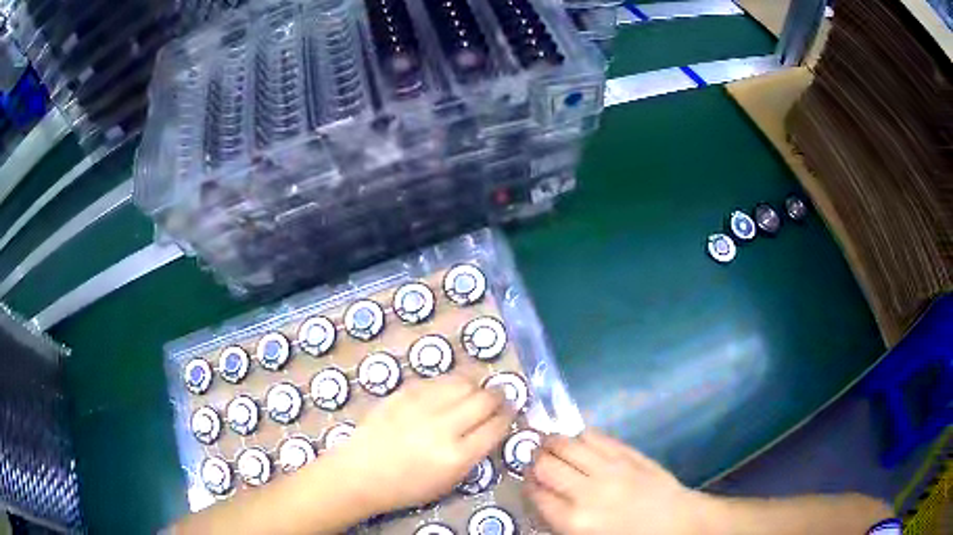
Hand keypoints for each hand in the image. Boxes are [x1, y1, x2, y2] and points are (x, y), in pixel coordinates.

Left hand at [324, 374, 514, 514]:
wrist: (361, 473)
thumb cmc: (406, 486)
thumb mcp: (449, 481)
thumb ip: (474, 453)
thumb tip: (491, 427)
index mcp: (457, 456)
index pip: (496, 426)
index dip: (508, 416)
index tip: (511, 412)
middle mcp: (443, 427)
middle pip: (485, 399)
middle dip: (498, 396)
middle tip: (499, 397)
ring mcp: (422, 406)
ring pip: (464, 382)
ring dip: (476, 385)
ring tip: (476, 390)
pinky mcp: (404, 393)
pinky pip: (438, 380)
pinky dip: (450, 383)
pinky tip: (449, 390)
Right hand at [525, 430, 710, 534]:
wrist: (676, 522)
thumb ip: (560, 519)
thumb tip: (541, 496)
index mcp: (574, 521)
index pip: (535, 493)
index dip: (527, 485)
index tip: (529, 482)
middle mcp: (586, 492)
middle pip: (544, 465)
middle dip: (534, 461)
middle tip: (536, 462)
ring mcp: (609, 468)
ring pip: (565, 443)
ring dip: (552, 443)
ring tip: (551, 447)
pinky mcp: (627, 452)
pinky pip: (594, 435)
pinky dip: (579, 436)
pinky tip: (579, 442)